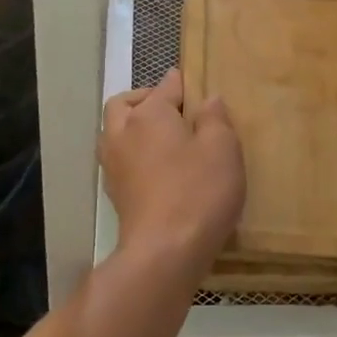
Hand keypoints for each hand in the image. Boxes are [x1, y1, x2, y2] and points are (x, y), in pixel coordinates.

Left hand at [101, 69, 244, 279]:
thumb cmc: (198, 191)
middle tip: (171, 109)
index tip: (192, 84)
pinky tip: (154, 167)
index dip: (180, 83)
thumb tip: (209, 99)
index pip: (165, 87)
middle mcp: (123, 133)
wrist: (163, 252)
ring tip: (161, 138)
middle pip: (124, 104)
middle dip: (144, 99)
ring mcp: (113, 165)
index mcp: (149, 115)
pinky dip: (132, 153)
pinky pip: (118, 159)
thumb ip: (215, 119)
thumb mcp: (222, 148)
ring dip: (132, 127)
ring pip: (114, 132)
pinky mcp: (114, 193)